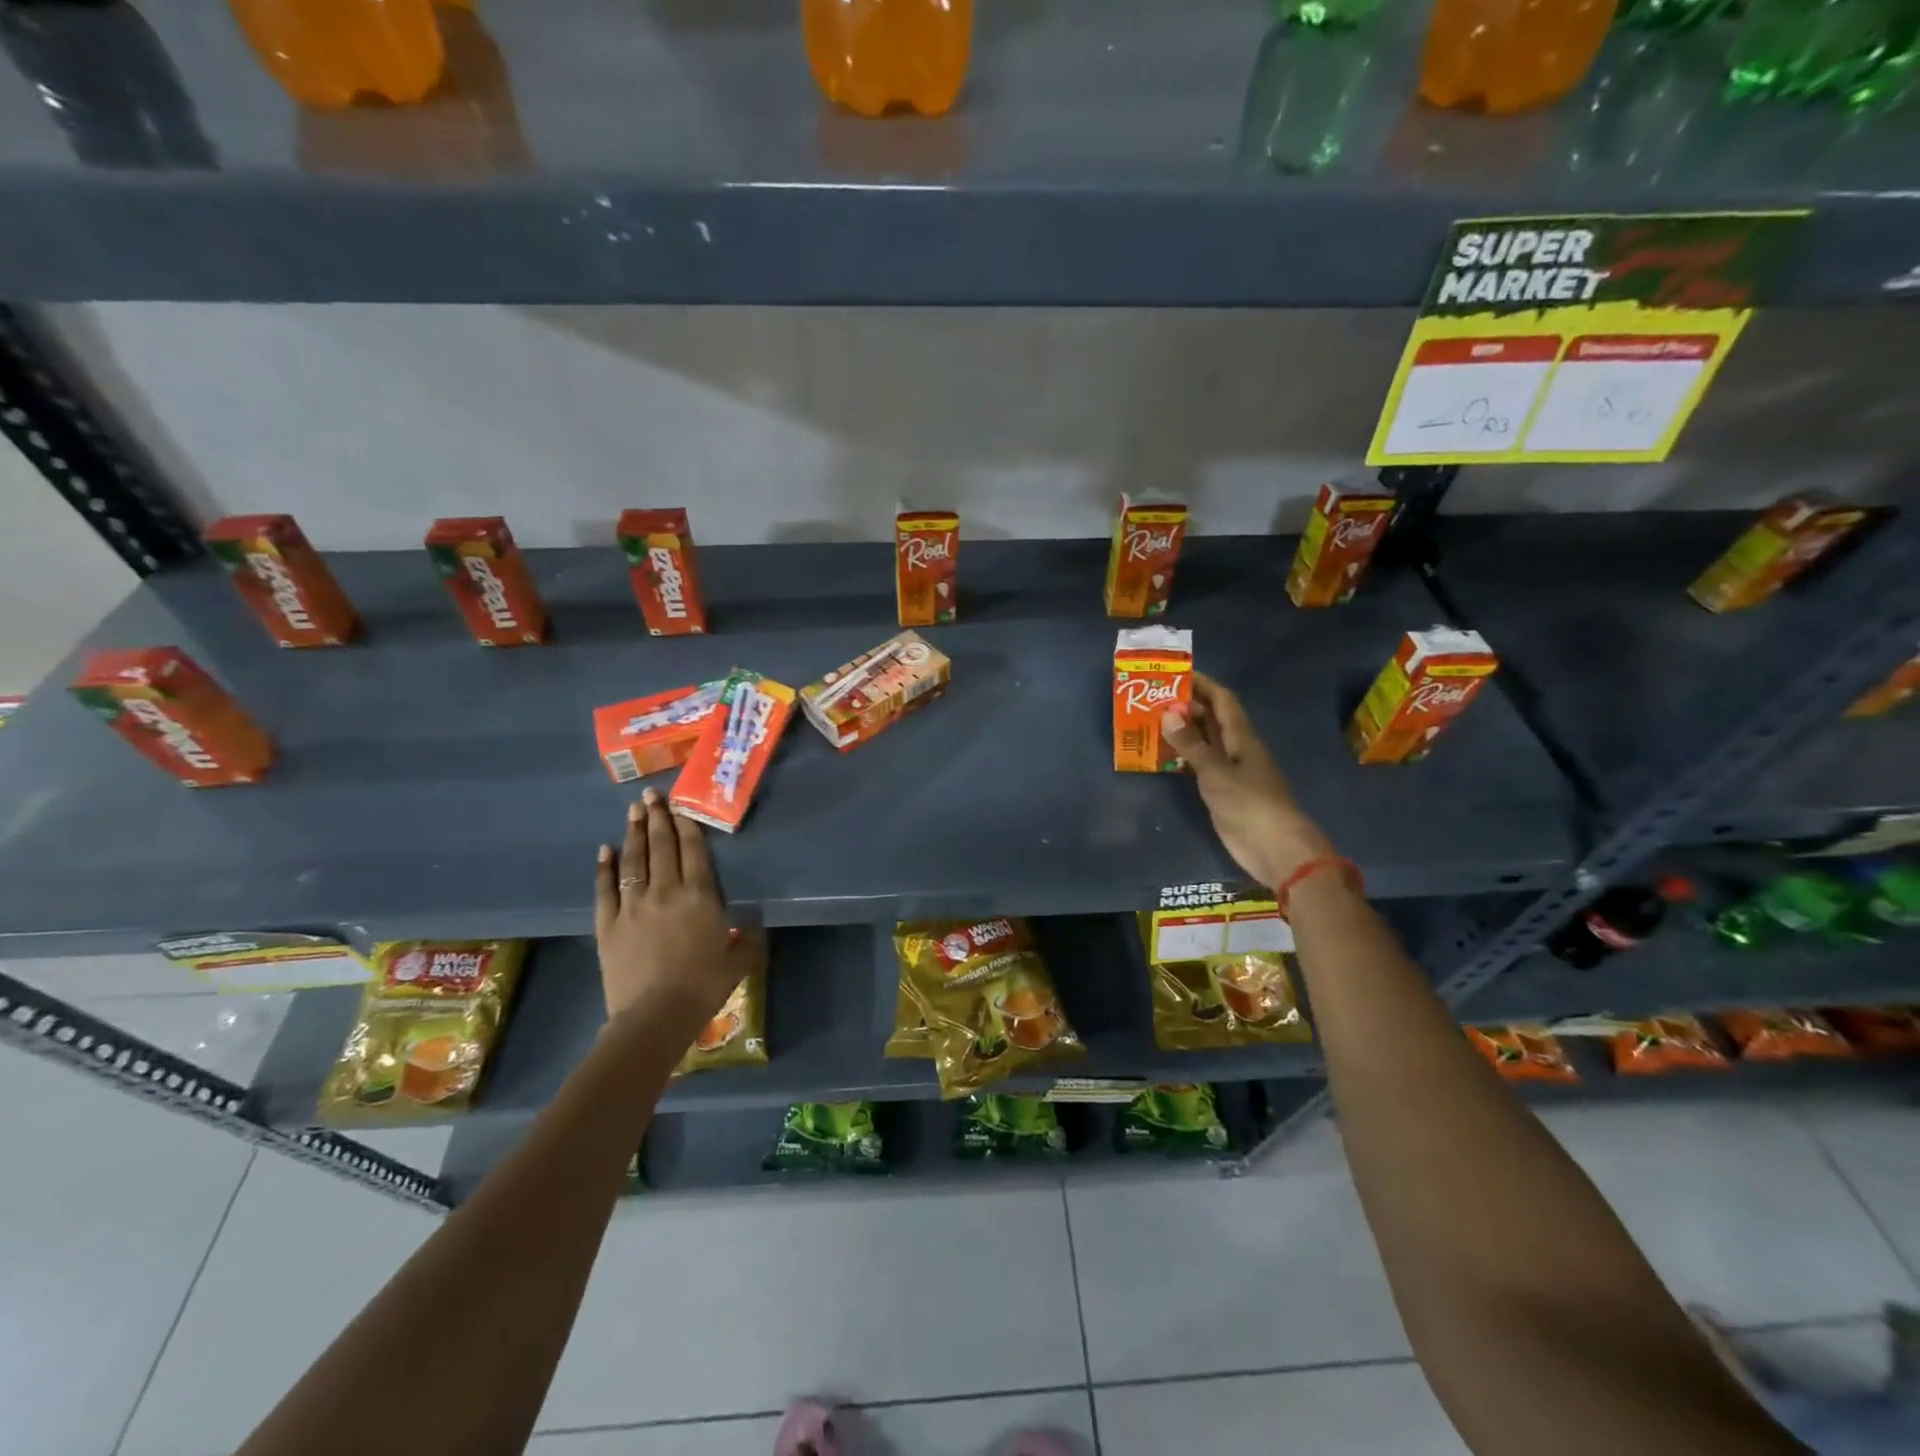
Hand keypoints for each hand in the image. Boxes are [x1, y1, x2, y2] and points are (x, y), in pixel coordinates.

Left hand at [593, 788, 739, 1026]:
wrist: (654, 1016)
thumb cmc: (703, 987)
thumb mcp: (739, 961)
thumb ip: (748, 939)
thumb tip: (753, 925)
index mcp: (699, 896)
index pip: (693, 851)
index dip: (687, 825)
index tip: (679, 805)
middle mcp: (665, 891)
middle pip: (662, 846)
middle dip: (657, 818)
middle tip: (652, 795)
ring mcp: (633, 906)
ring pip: (633, 860)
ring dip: (634, 833)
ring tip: (632, 810)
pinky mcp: (608, 924)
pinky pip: (605, 889)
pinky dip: (604, 868)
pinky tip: (604, 851)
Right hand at [1160, 672, 1336, 889]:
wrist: (1275, 848)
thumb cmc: (1250, 804)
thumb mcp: (1216, 772)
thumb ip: (1191, 744)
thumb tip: (1167, 712)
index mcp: (1242, 738)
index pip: (1223, 701)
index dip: (1203, 685)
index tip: (1177, 674)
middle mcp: (1237, 749)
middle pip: (1213, 719)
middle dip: (1188, 706)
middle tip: (1154, 699)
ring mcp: (1231, 772)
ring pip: (1206, 742)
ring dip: (1184, 731)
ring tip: (1152, 722)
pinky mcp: (1224, 793)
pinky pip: (1201, 766)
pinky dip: (1184, 757)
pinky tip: (1164, 757)